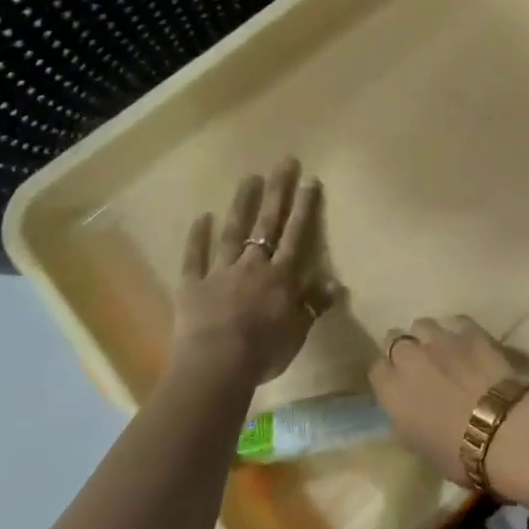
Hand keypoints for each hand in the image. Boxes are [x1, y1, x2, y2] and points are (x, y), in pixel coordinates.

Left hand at [172, 160, 324, 384]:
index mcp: (280, 277)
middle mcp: (252, 265)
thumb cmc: (263, 352)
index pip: (296, 235)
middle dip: (277, 192)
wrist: (216, 366)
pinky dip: (197, 237)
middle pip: (267, 223)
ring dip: (242, 204)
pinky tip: (202, 216)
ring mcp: (220, 272)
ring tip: (249, 178)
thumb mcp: (298, 332)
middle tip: (283, 162)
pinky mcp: (193, 284)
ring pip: (233, 232)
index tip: (309, 179)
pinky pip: (194, 257)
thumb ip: (313, 304)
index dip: (304, 207)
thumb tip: (335, 283)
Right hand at [368, 318, 528, 488]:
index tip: (399, 386)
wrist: (502, 430)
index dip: (388, 376)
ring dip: (428, 337)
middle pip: (394, 338)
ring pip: (422, 325)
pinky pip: (455, 322)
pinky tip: (468, 345)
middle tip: (419, 367)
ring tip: (443, 351)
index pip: (376, 370)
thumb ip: (404, 418)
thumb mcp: (418, 446)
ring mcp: (439, 339)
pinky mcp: (468, 330)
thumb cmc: (458, 453)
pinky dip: (458, 332)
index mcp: (392, 390)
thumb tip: (406, 408)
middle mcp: (408, 357)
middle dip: (404, 349)